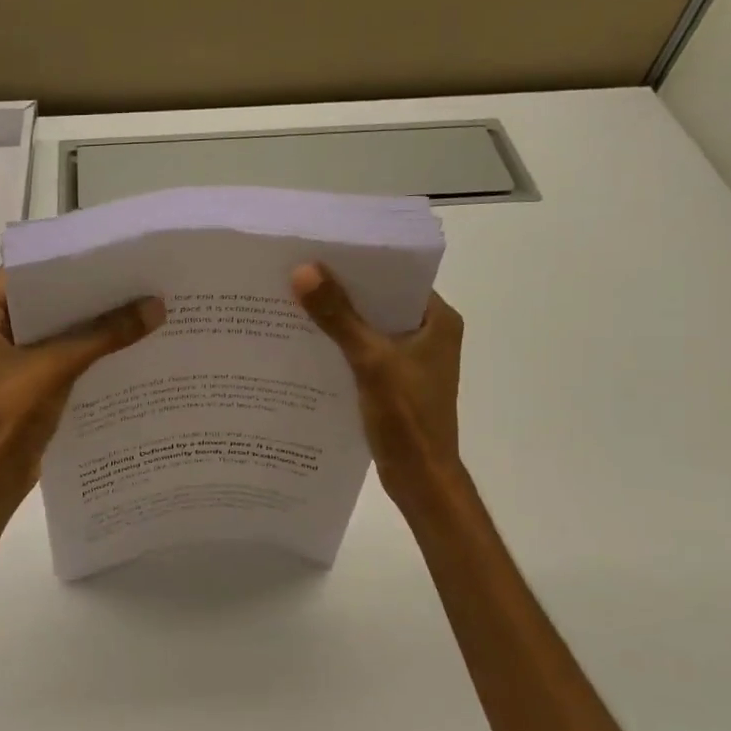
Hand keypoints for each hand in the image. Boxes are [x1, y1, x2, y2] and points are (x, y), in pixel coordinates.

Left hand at [0, 268, 163, 502]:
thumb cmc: (11, 413)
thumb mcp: (58, 366)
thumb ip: (105, 335)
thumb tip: (156, 306)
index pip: (21, 273)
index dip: (60, 261)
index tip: (103, 252)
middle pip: (40, 301)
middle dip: (81, 292)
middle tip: (127, 275)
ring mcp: (5, 359)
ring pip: (51, 329)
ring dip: (86, 322)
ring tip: (132, 303)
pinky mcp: (24, 381)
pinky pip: (56, 354)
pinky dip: (83, 348)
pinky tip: (120, 342)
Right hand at [292, 263, 465, 507]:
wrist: (421, 479)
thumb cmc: (407, 418)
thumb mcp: (371, 361)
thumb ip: (339, 317)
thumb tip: (303, 270)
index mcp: (438, 320)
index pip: (398, 276)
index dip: (361, 263)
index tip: (320, 250)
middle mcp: (428, 334)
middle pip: (379, 301)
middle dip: (341, 291)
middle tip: (296, 273)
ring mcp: (411, 360)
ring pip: (368, 328)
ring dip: (337, 320)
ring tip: (292, 303)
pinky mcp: (393, 382)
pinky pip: (361, 353)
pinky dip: (338, 347)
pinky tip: (304, 344)